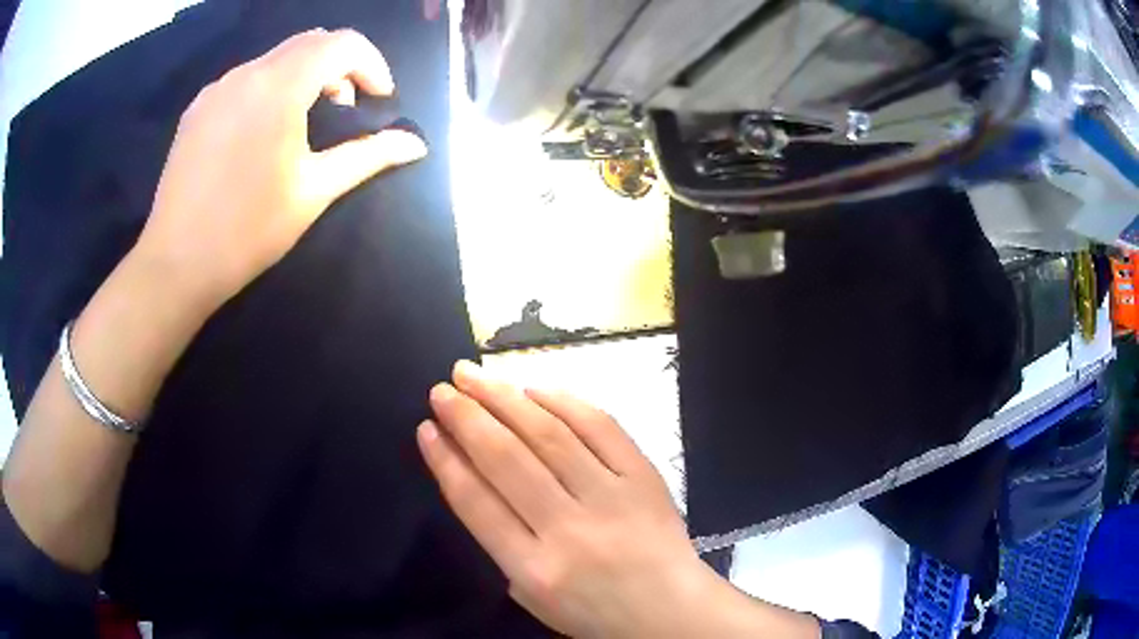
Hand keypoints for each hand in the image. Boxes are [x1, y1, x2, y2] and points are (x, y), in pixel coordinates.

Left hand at [133, 28, 427, 309]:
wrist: (176, 265)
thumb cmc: (247, 230)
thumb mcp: (314, 191)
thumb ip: (368, 156)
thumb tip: (416, 144)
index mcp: (279, 86)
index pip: (342, 43)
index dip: (372, 64)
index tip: (378, 101)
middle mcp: (247, 73)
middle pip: (310, 42)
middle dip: (340, 67)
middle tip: (345, 111)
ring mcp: (217, 88)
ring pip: (275, 58)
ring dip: (303, 76)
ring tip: (304, 123)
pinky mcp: (198, 108)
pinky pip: (246, 79)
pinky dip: (270, 88)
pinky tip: (262, 131)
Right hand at [418, 362, 737, 637]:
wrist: (671, 611)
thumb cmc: (595, 612)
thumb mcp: (532, 597)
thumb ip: (503, 544)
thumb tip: (477, 478)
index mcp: (536, 569)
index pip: (478, 504)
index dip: (446, 461)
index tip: (426, 428)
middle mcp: (570, 530)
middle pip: (508, 460)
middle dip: (468, 418)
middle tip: (443, 389)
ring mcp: (612, 498)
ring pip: (550, 436)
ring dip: (506, 399)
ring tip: (474, 376)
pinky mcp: (644, 477)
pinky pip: (601, 428)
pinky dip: (564, 402)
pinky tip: (535, 389)